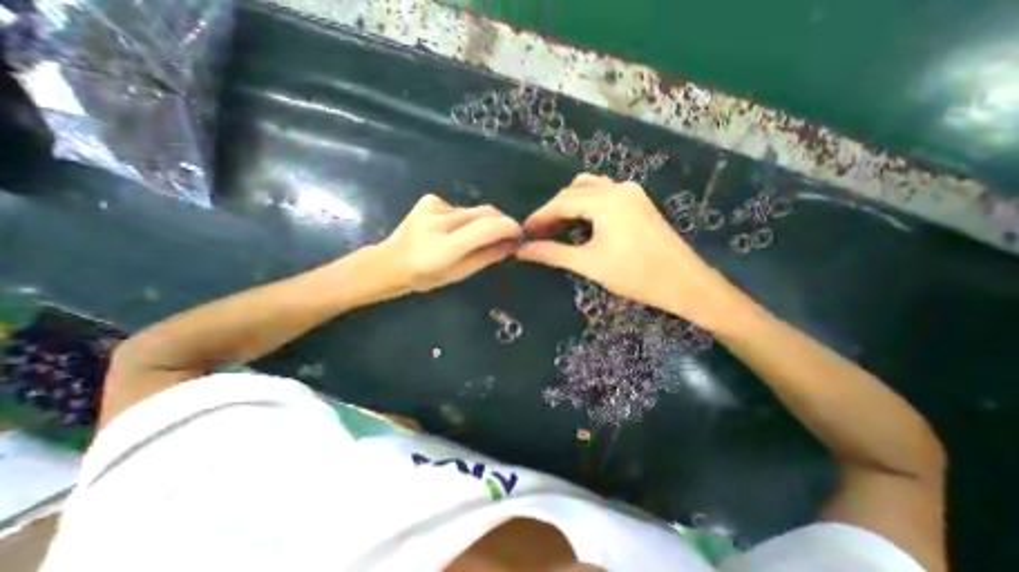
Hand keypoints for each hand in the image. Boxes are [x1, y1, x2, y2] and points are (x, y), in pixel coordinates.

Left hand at [381, 195, 525, 293]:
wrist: (391, 262)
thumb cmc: (426, 276)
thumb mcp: (461, 273)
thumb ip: (488, 256)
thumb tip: (512, 244)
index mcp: (446, 246)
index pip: (488, 227)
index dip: (509, 227)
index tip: (518, 235)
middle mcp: (439, 221)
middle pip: (485, 213)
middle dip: (501, 223)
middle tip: (504, 237)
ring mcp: (433, 206)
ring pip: (474, 210)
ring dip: (481, 223)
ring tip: (471, 238)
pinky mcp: (429, 199)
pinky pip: (460, 207)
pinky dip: (465, 219)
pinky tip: (452, 230)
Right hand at [518, 173, 742, 326]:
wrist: (684, 283)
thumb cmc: (634, 274)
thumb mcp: (588, 264)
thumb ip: (552, 253)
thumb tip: (522, 251)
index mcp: (604, 201)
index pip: (561, 203)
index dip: (539, 217)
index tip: (523, 233)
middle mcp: (617, 189)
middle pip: (573, 192)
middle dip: (553, 211)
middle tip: (538, 234)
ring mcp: (631, 193)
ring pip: (590, 189)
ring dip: (570, 204)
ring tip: (558, 226)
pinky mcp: (639, 202)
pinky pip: (605, 194)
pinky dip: (587, 204)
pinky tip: (583, 222)